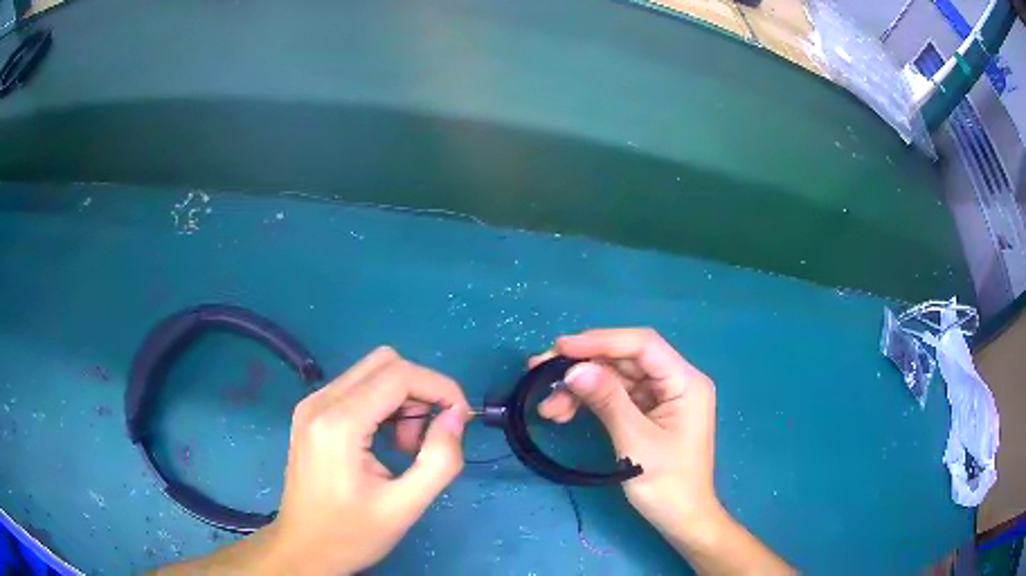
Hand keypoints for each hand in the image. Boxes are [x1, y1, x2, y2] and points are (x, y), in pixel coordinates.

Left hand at [156, 347, 470, 575]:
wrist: (300, 551)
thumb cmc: (348, 536)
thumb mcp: (404, 506)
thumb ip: (439, 458)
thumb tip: (455, 418)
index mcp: (338, 420)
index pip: (401, 372)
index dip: (439, 388)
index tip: (460, 420)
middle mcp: (321, 400)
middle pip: (385, 361)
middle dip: (419, 390)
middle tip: (429, 436)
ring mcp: (313, 405)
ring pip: (373, 372)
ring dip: (402, 400)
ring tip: (406, 448)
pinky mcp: (313, 414)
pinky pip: (360, 390)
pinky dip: (383, 409)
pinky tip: (382, 447)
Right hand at [535, 328, 792, 573]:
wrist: (681, 519)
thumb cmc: (667, 484)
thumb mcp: (636, 442)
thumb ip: (607, 400)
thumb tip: (573, 369)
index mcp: (685, 382)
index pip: (643, 345)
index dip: (601, 341)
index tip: (561, 347)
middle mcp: (674, 381)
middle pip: (624, 359)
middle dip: (582, 365)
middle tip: (540, 371)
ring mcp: (660, 396)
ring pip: (614, 378)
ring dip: (579, 388)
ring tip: (547, 407)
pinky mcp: (647, 411)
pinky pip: (614, 396)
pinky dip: (588, 402)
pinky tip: (562, 412)